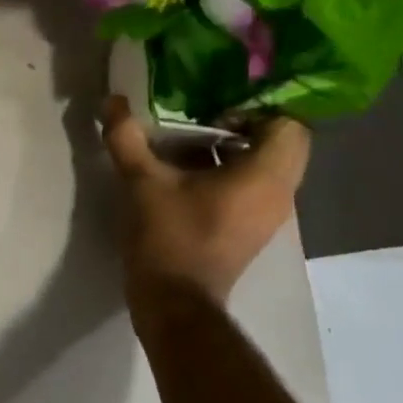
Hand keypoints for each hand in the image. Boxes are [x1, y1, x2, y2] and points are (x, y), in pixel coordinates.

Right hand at [99, 95, 309, 311]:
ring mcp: (267, 213)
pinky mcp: (250, 227)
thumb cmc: (168, 236)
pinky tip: (185, 169)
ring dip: (231, 147)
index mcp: (264, 176)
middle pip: (280, 142)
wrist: (174, 301)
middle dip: (243, 124)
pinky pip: (251, 185)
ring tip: (187, 139)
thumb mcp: (141, 181)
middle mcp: (279, 193)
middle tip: (200, 116)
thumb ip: (127, 137)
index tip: (214, 106)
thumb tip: (112, 101)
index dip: (256, 107)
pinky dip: (226, 170)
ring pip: (264, 164)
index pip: (290, 124)